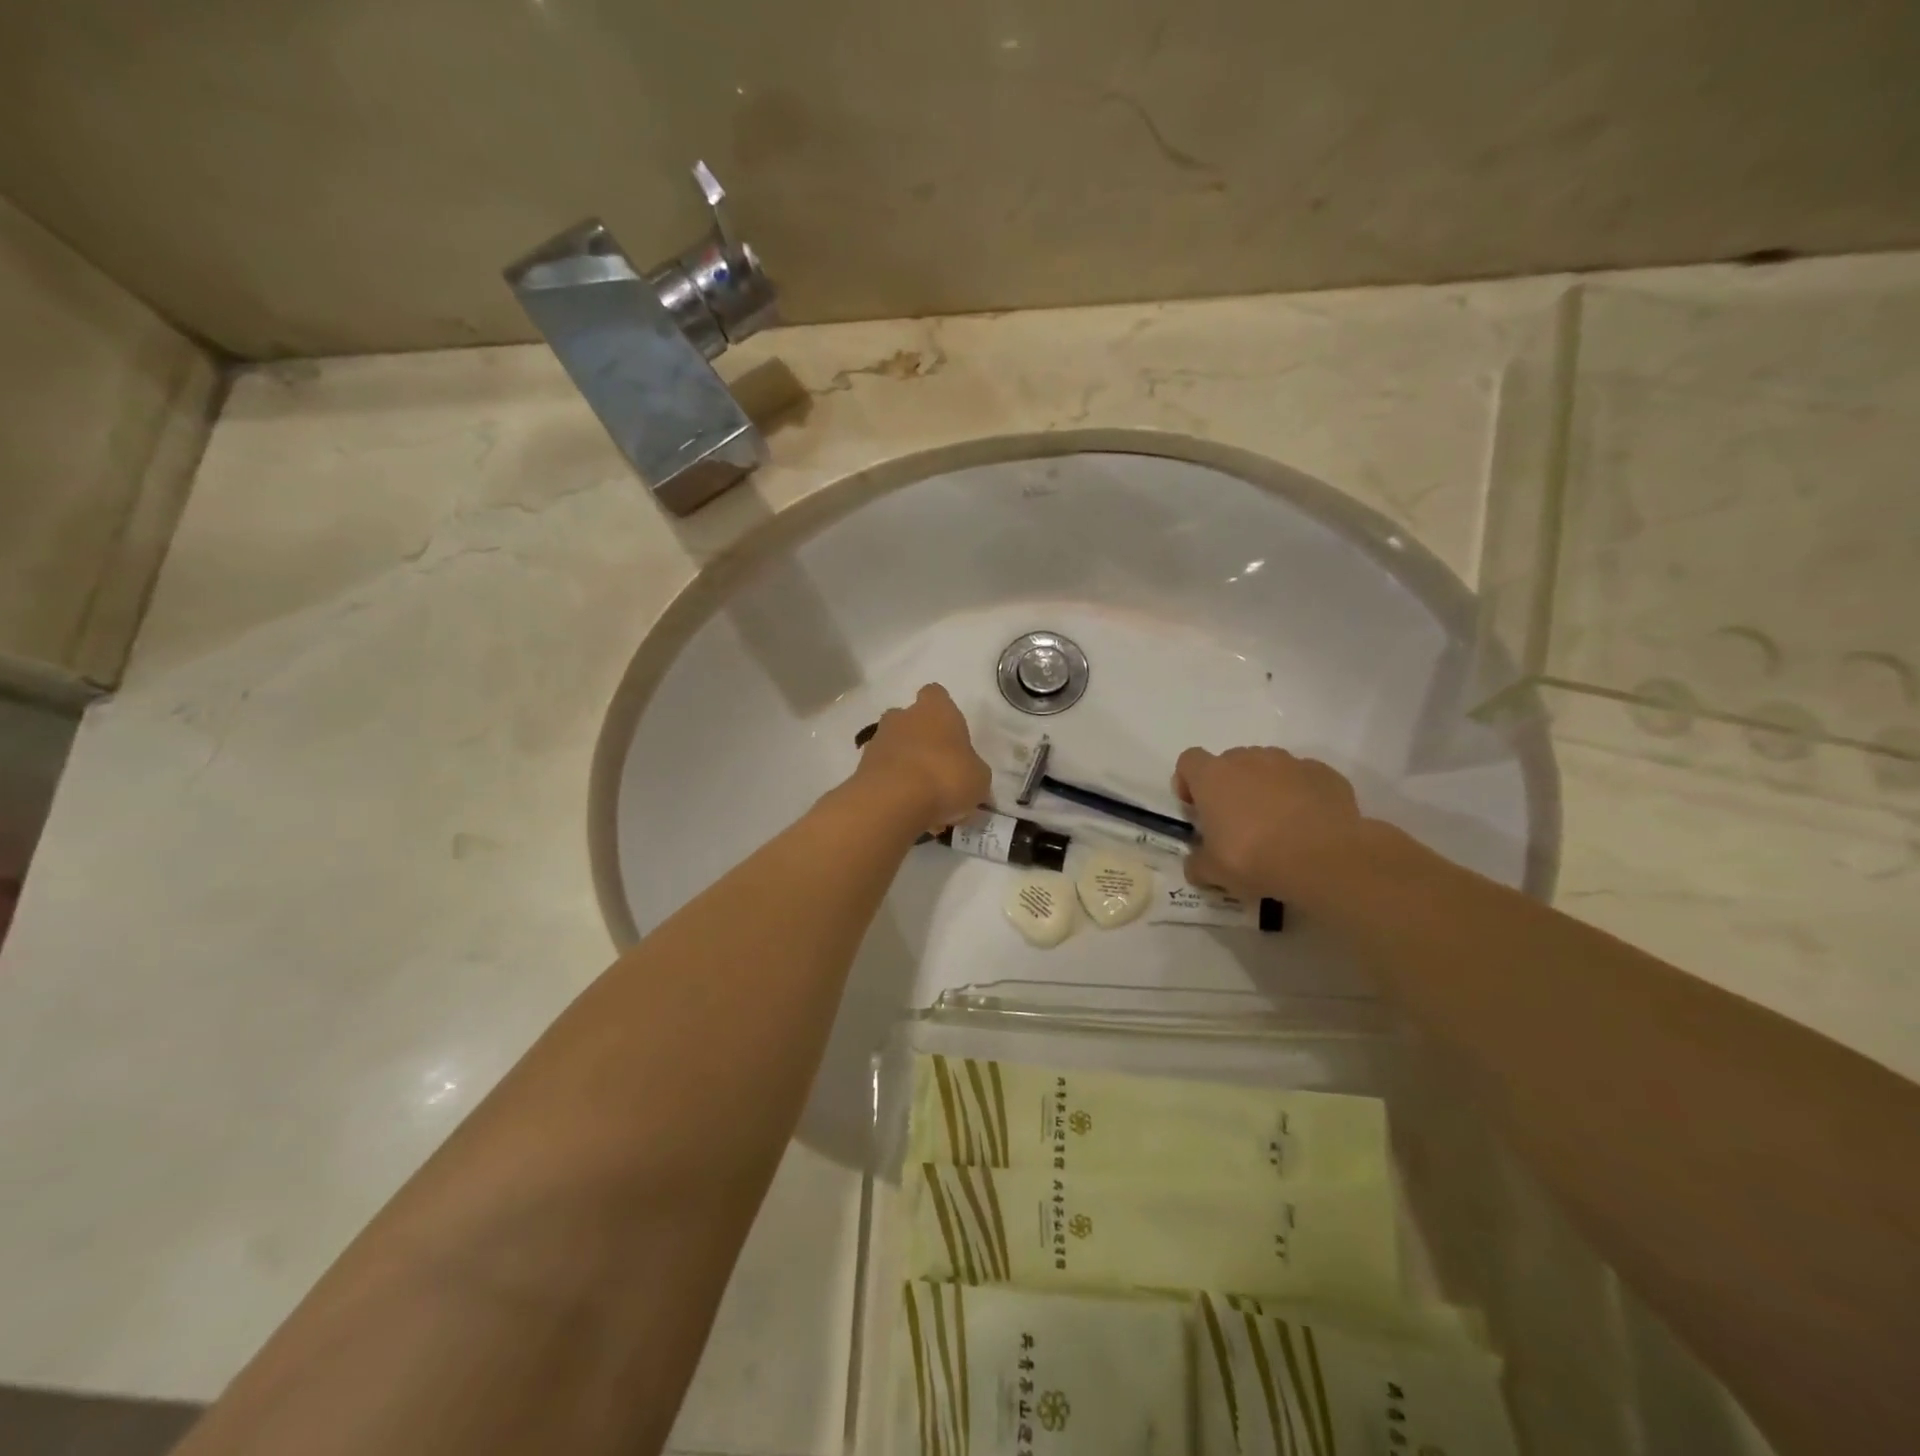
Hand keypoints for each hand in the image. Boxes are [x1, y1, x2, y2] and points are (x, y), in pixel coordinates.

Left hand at [852, 685, 991, 833]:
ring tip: (922, 796)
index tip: (951, 734)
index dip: (943, 712)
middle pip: (910, 720)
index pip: (936, 694)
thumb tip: (972, 779)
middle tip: (937, 767)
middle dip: (920, 739)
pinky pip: (882, 772)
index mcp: (936, 709)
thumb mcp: (979, 778)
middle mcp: (903, 716)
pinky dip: (892, 786)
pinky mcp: (861, 767)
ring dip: (905, 764)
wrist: (893, 801)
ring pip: (894, 746)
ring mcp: (878, 740)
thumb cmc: (946, 777)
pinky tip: (907, 809)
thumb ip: (975, 773)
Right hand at [1173, 746, 1365, 900]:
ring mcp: (1288, 762)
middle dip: (1229, 786)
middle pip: (1230, 763)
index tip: (1196, 808)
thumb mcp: (1214, 871)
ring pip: (1268, 768)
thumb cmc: (1255, 858)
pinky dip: (1301, 795)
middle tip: (1236, 823)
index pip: (1189, 761)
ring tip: (1277, 824)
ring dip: (1265, 788)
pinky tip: (1308, 824)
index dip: (1188, 782)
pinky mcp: (1323, 773)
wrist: (1326, 858)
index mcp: (1213, 776)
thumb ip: (1198, 863)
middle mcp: (1248, 759)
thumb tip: (1195, 864)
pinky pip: (1303, 778)